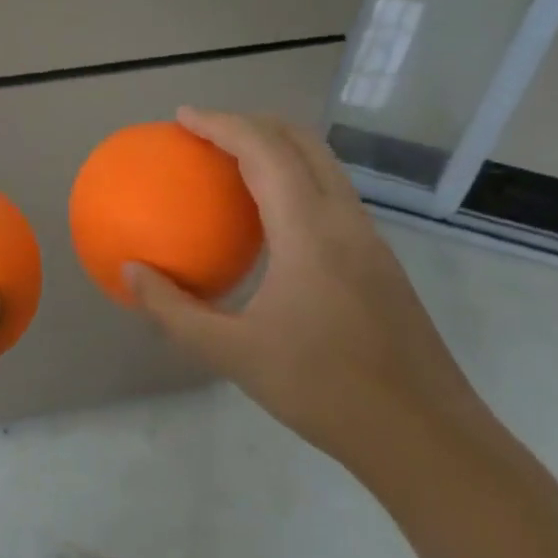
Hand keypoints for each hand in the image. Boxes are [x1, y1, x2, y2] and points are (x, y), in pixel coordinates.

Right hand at [124, 110, 492, 477]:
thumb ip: (174, 310)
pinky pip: (331, 195)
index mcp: (310, 231)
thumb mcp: (233, 354)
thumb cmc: (325, 390)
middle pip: (301, 141)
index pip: (264, 151)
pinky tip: (268, 219)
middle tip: (205, 131)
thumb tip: (130, 272)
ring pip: (323, 165)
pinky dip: (294, 178)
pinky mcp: (380, 261)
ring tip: (232, 161)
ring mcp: (370, 239)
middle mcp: (345, 220)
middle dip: (252, 122)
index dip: (221, 124)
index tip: (182, 117)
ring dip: (277, 147)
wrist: (428, 439)